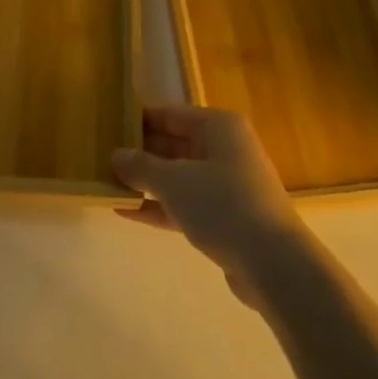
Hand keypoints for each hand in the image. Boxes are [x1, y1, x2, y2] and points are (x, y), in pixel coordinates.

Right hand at [112, 105, 309, 306]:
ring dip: (147, 182)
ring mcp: (228, 185)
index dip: (139, 119)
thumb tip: (116, 155)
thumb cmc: (223, 205)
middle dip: (141, 152)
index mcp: (219, 127)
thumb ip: (142, 166)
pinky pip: (186, 204)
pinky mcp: (227, 218)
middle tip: (102, 157)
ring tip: (108, 184)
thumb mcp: (174, 181)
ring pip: (179, 176)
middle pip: (175, 144)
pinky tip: (126, 212)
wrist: (274, 264)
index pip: (171, 114)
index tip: (109, 125)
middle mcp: (226, 149)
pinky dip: (160, 206)